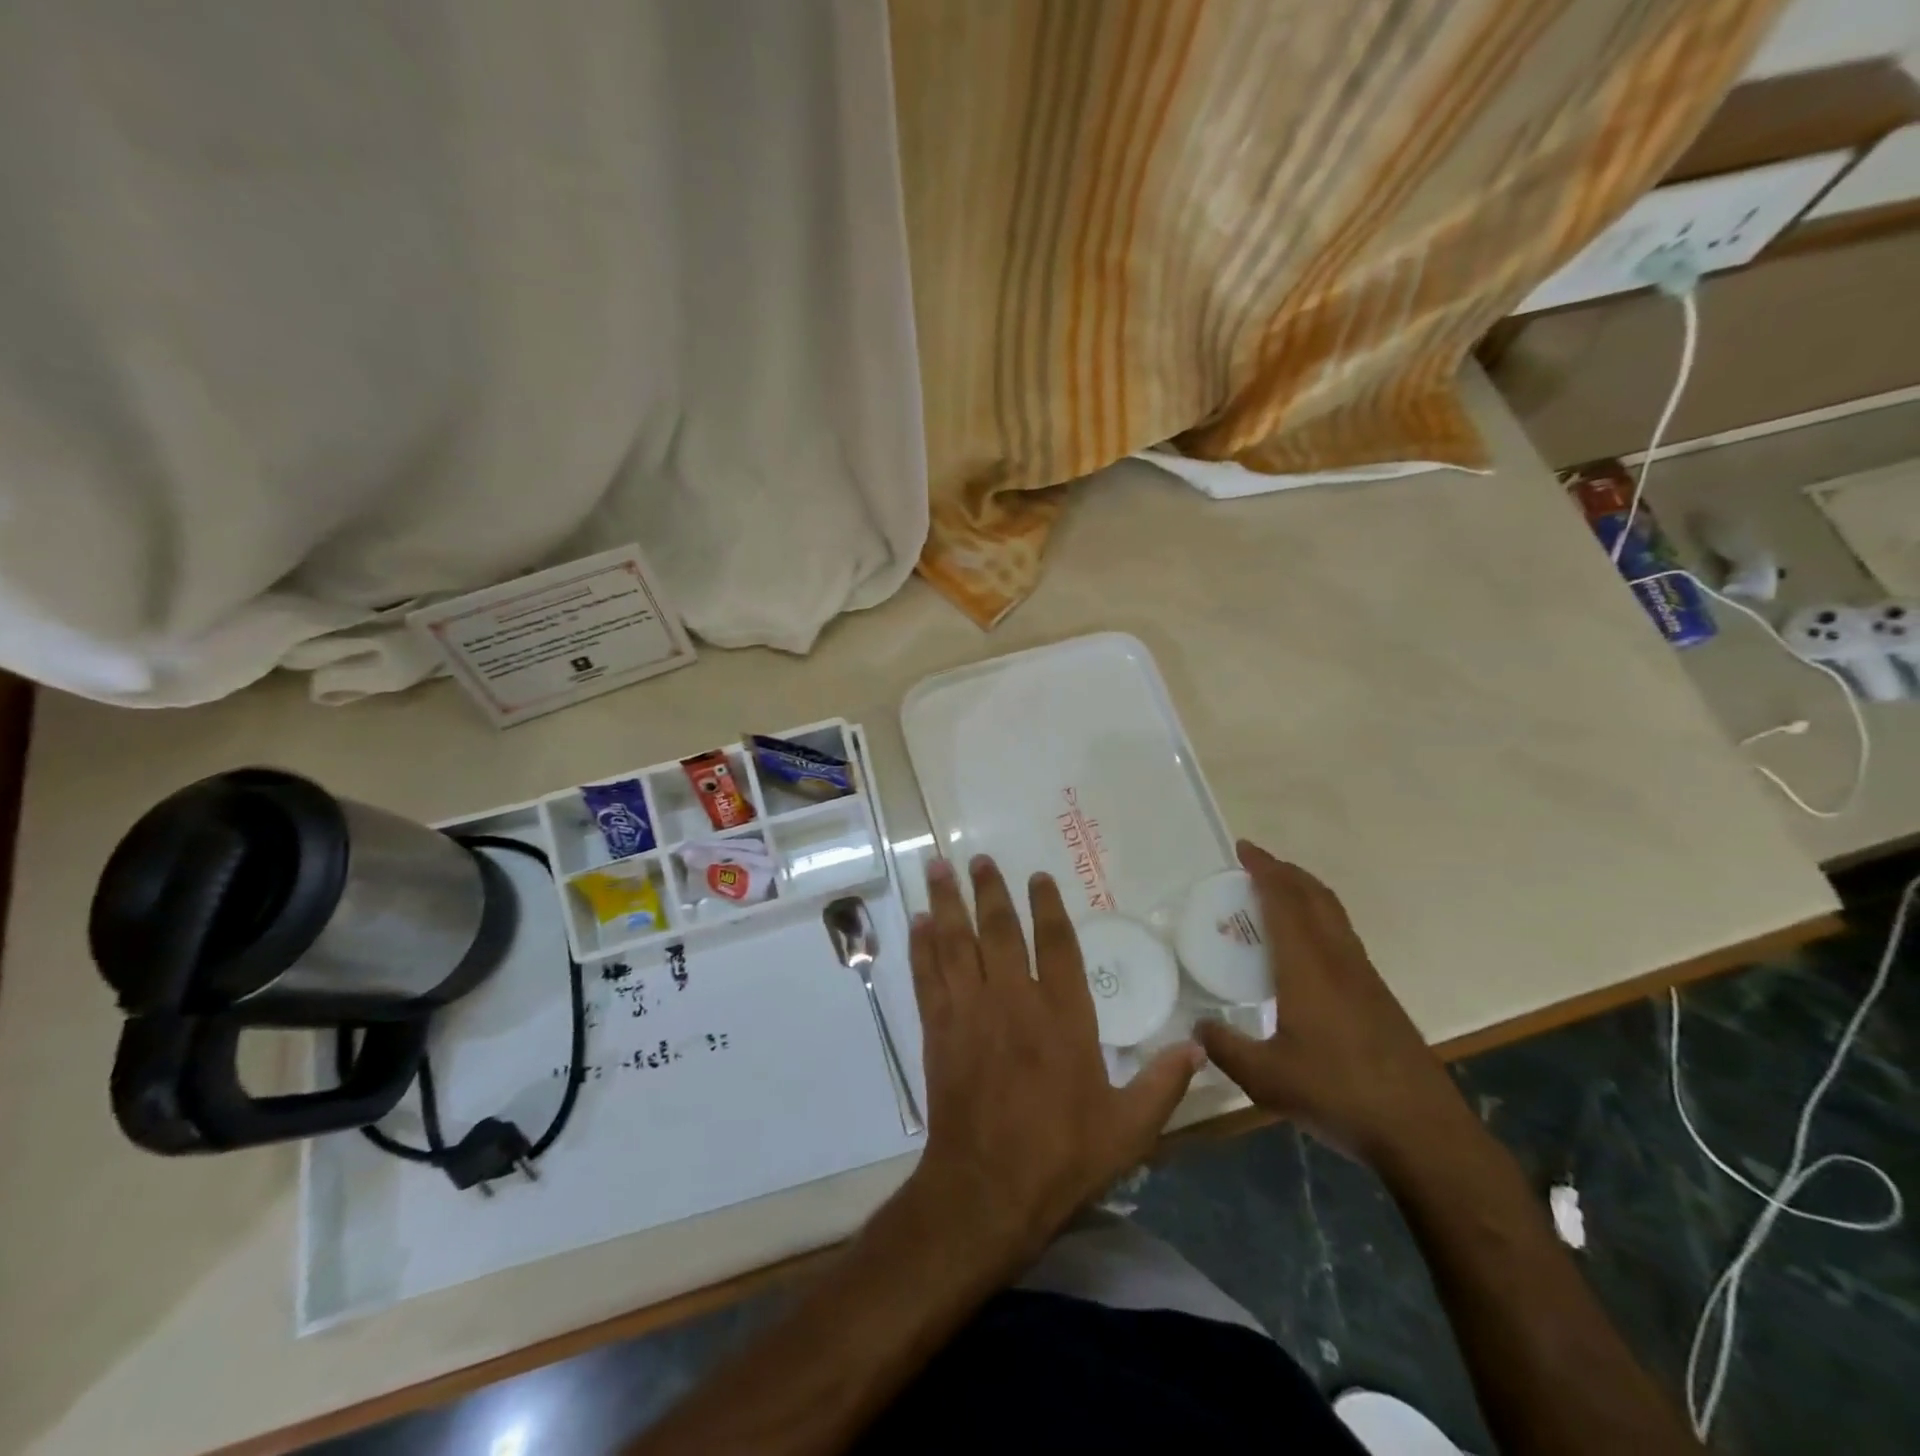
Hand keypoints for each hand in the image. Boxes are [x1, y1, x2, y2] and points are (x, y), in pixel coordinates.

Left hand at [901, 855, 1200, 1266]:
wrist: (987, 1189)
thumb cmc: (1061, 1156)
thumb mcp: (1129, 1129)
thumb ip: (1163, 1083)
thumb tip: (1199, 1046)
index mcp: (1063, 1016)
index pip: (1057, 944)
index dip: (1048, 906)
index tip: (1038, 877)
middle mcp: (1014, 999)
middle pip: (1000, 930)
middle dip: (990, 891)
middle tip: (978, 859)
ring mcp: (971, 1011)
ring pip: (957, 942)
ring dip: (948, 902)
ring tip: (937, 867)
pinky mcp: (938, 1029)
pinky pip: (928, 975)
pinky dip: (921, 946)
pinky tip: (917, 921)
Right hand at [1195, 842, 1468, 1166]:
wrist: (1423, 1132)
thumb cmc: (1339, 1096)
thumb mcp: (1265, 1079)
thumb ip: (1225, 1048)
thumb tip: (1197, 1026)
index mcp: (1308, 968)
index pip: (1285, 902)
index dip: (1265, 870)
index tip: (1244, 849)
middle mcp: (1339, 960)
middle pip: (1315, 897)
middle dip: (1286, 872)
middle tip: (1256, 864)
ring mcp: (1365, 977)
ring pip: (1334, 915)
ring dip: (1305, 893)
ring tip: (1276, 895)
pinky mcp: (1378, 997)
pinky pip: (1342, 936)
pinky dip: (1318, 919)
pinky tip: (1304, 948)